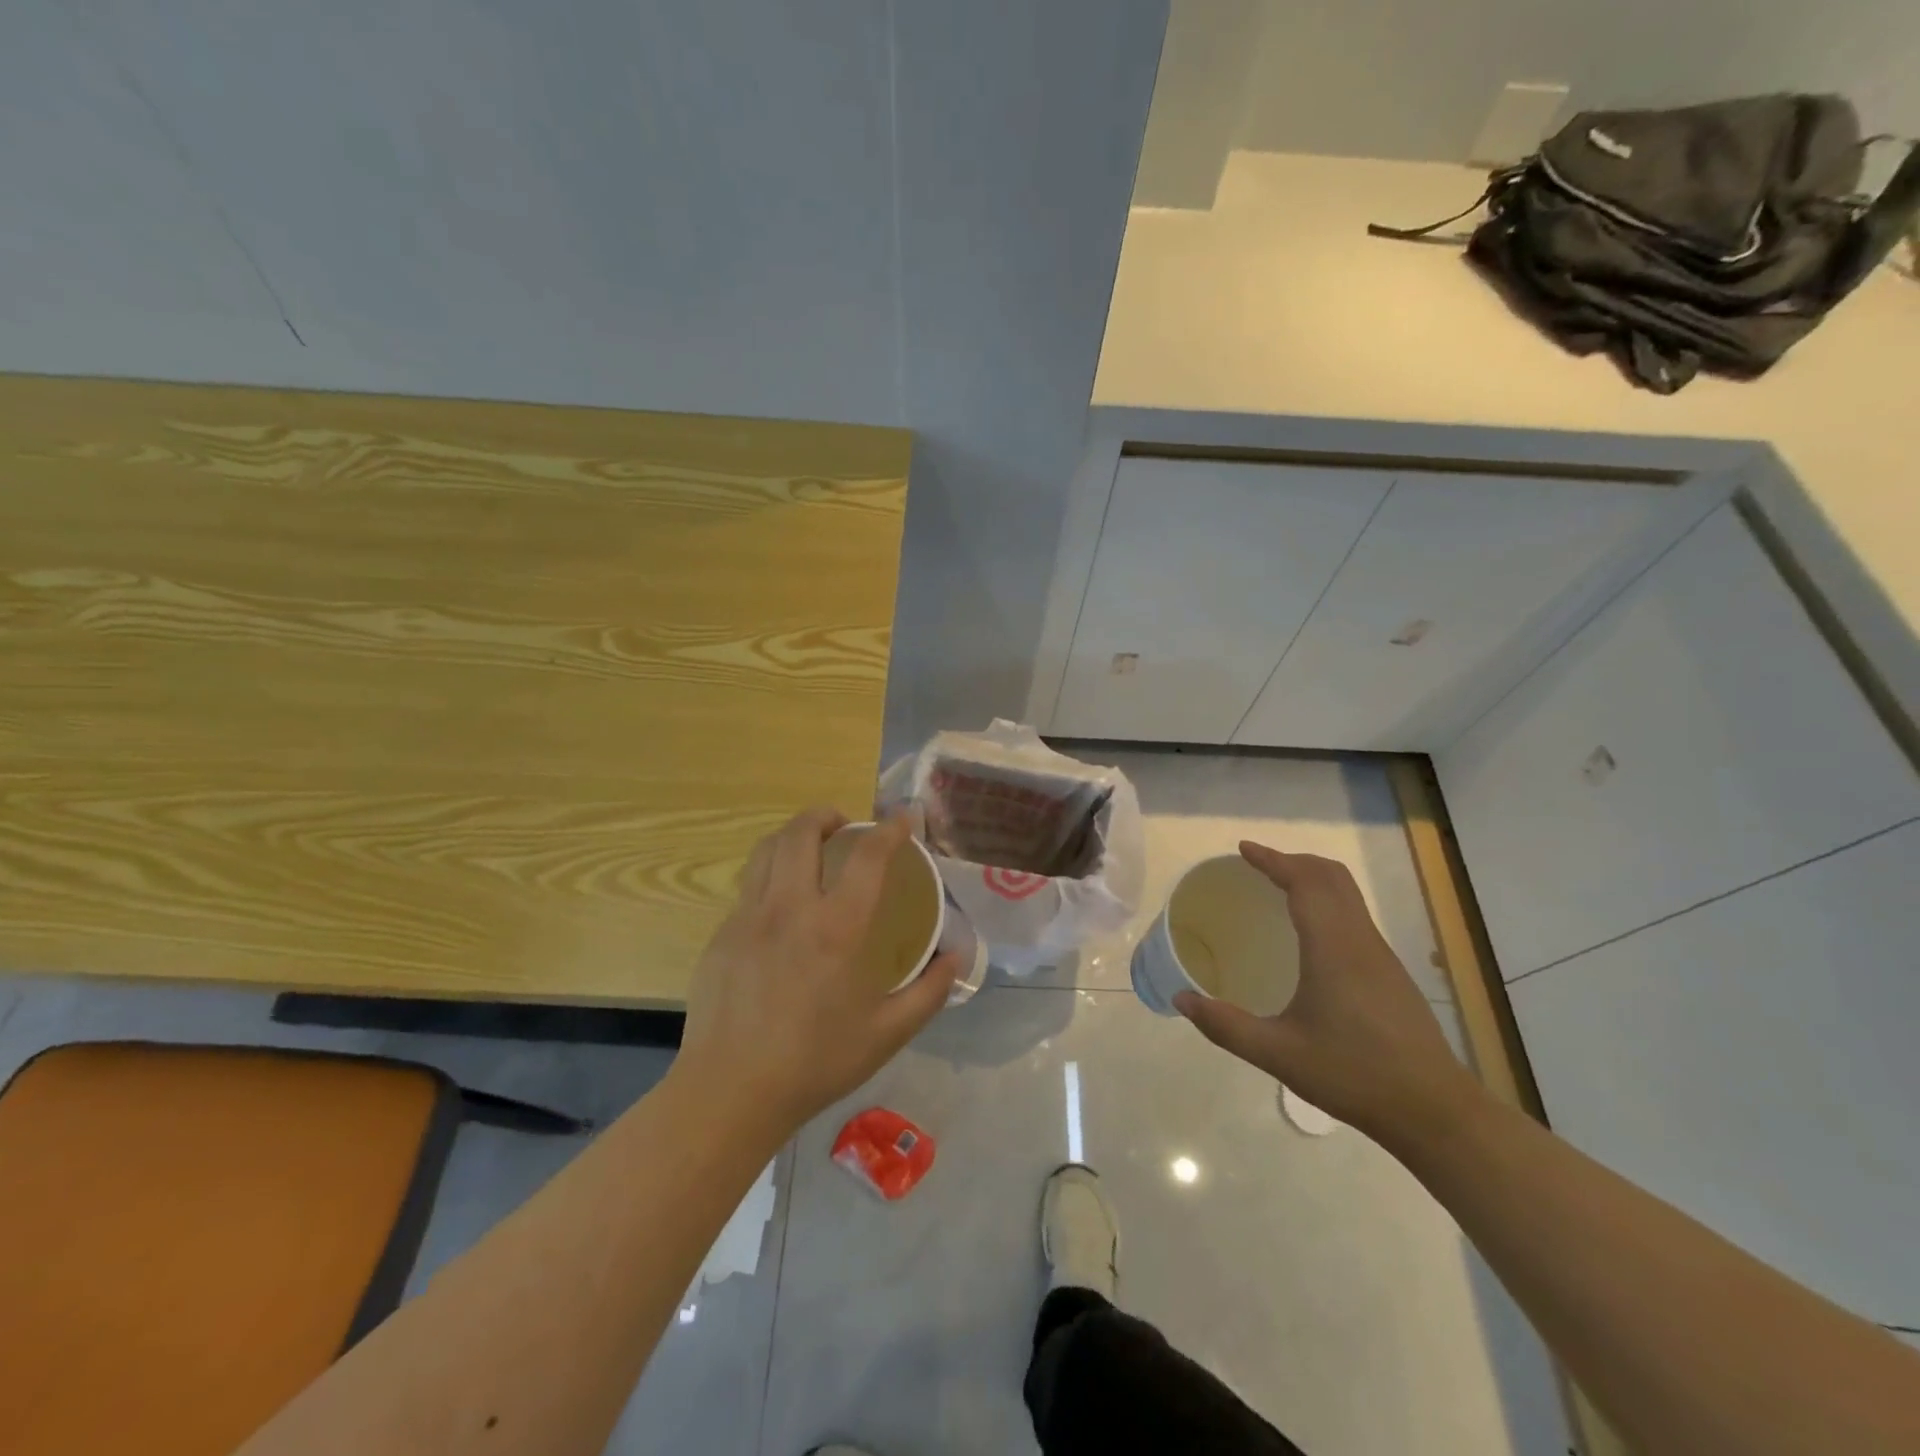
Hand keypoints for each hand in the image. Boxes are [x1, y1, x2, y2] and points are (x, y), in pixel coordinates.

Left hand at [676, 808, 959, 1135]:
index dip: (890, 829)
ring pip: (767, 849)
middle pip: (803, 832)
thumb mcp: (887, 1033)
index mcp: (837, 928)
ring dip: (793, 835)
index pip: (868, 856)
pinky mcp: (722, 934)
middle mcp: (791, 908)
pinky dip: (771, 874)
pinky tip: (781, 904)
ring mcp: (749, 917)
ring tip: (809, 848)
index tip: (903, 818)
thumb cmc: (816, 1062)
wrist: (730, 1091)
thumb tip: (956, 958)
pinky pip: (749, 886)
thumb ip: (929, 992)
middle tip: (844, 826)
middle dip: (827, 815)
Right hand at [1173, 843, 1477, 1144]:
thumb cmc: (1354, 1075)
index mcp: (1333, 948)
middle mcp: (1360, 941)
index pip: (1305, 882)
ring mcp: (1381, 956)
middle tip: (1257, 866)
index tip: (1243, 849)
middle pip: (1331, 877)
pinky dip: (1327, 902)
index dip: (1273, 860)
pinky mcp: (1391, 974)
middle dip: (1294, 861)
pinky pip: (1355, 916)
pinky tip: (1308, 934)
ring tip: (1278, 889)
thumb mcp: (1279, 1054)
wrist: (1435, 1111)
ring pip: (1348, 894)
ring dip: (1313, 879)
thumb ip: (1226, 1026)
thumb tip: (1180, 1000)